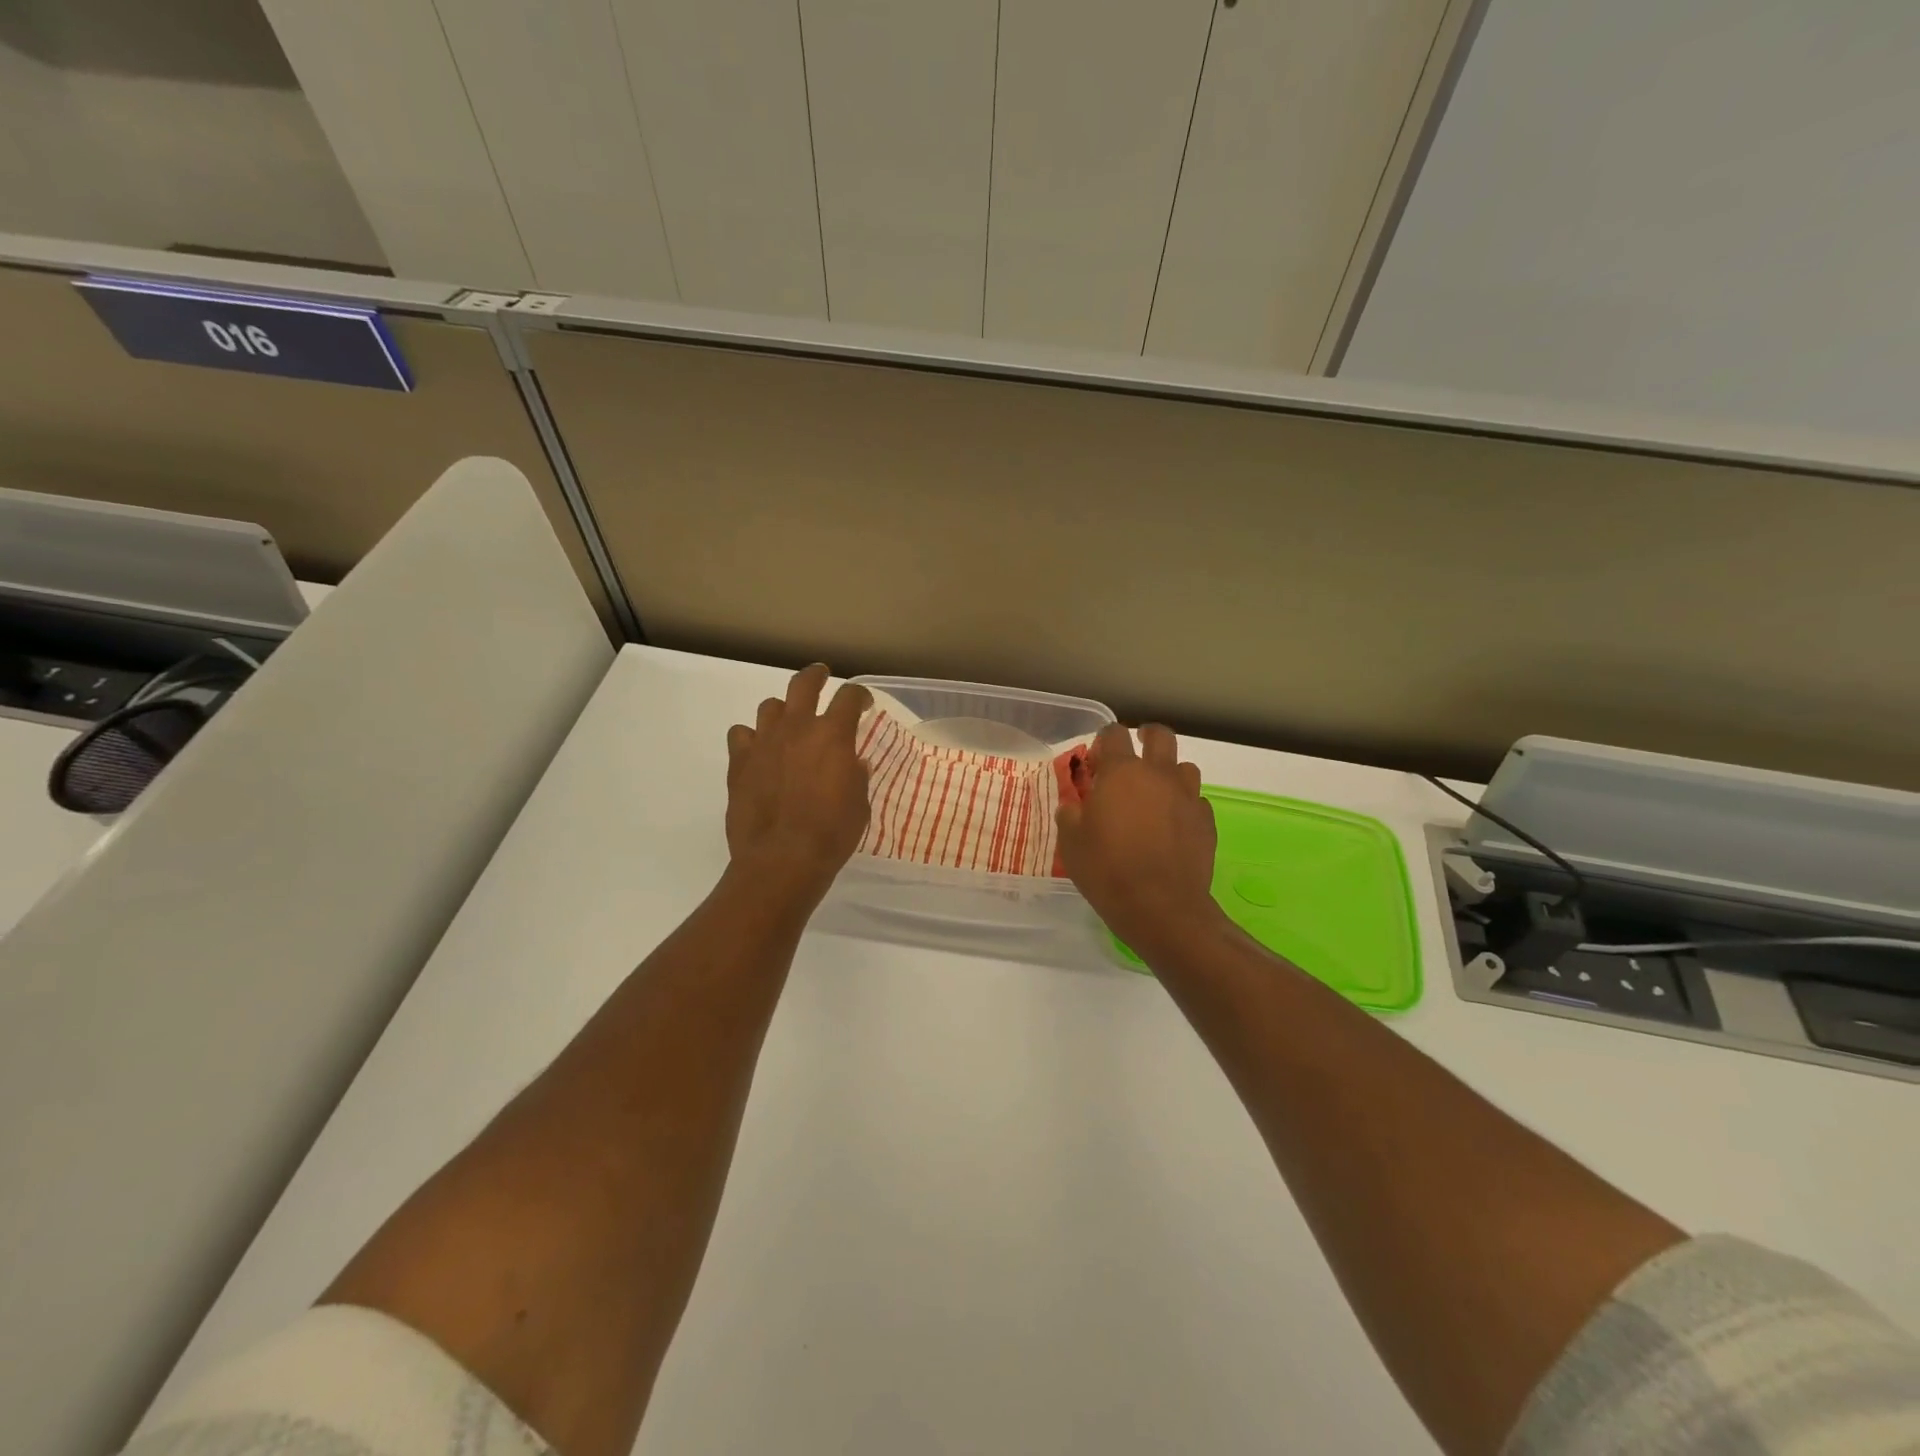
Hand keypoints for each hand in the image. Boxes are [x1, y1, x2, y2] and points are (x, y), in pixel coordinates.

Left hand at [725, 664, 872, 901]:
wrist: (781, 860)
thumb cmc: (831, 834)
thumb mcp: (859, 805)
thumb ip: (856, 776)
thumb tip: (853, 763)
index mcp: (832, 735)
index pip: (849, 697)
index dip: (858, 695)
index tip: (862, 704)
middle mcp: (796, 728)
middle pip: (803, 684)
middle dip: (815, 676)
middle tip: (821, 676)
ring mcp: (763, 743)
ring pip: (769, 706)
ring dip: (782, 711)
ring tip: (787, 723)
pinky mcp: (738, 762)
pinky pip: (740, 735)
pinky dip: (751, 738)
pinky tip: (758, 752)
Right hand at [1056, 723, 1225, 956]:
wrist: (1161, 907)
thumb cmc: (1108, 870)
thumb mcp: (1071, 843)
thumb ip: (1070, 815)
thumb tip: (1073, 806)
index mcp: (1121, 773)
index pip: (1113, 734)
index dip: (1103, 741)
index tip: (1096, 760)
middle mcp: (1158, 775)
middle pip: (1160, 736)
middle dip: (1146, 736)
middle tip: (1135, 752)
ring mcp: (1187, 797)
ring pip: (1184, 767)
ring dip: (1169, 772)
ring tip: (1156, 793)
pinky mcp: (1206, 821)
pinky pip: (1196, 801)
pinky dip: (1184, 805)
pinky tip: (1173, 825)